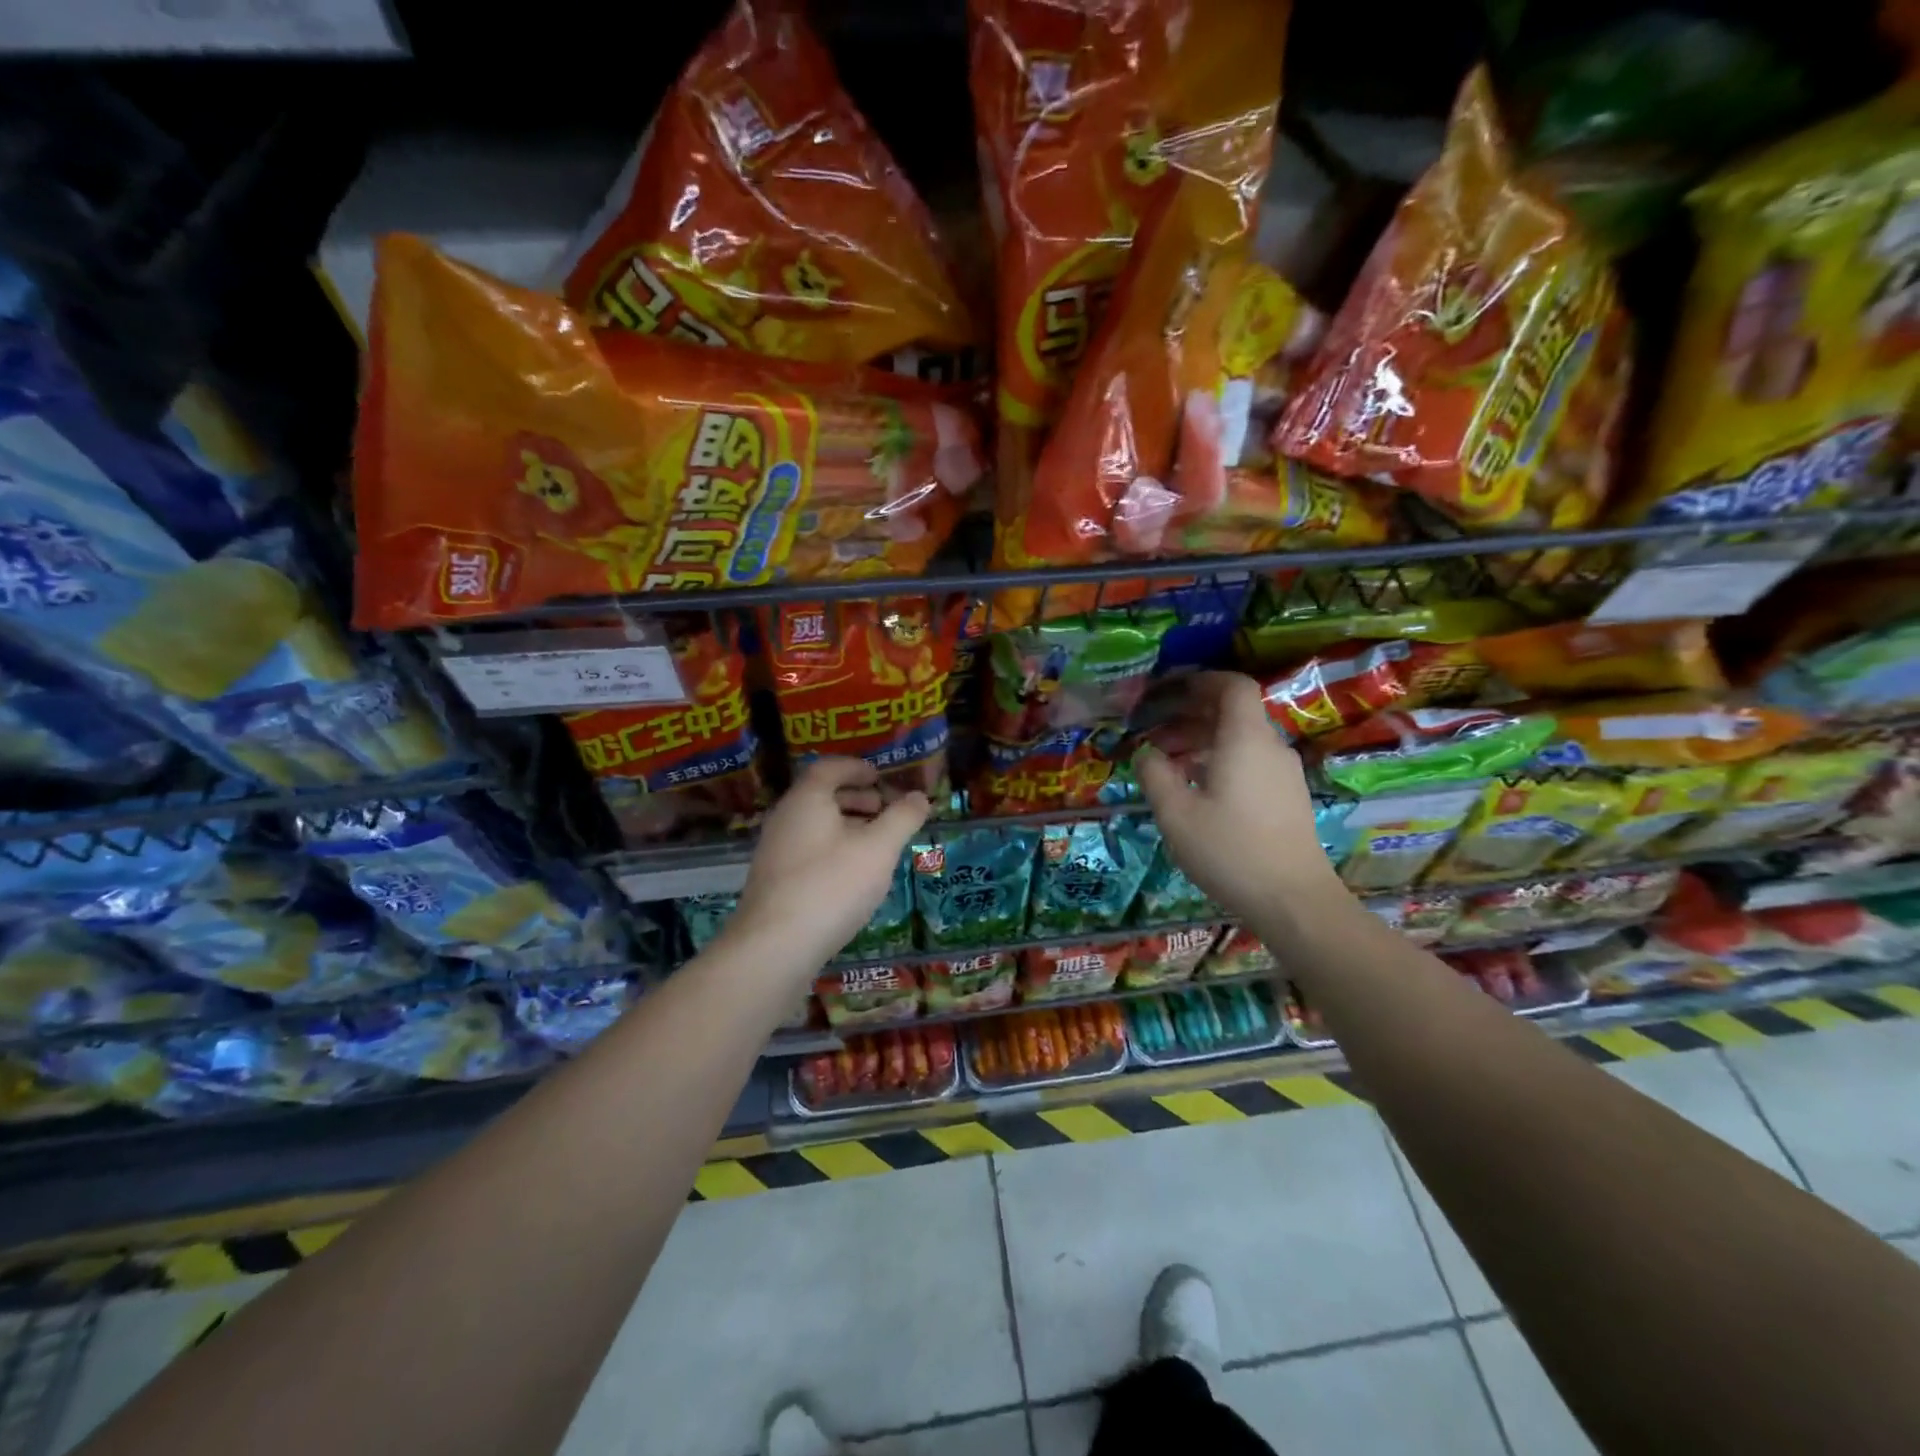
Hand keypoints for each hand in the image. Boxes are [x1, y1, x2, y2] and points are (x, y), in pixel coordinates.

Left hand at [732, 758, 929, 970]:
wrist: (774, 948)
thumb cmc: (831, 886)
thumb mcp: (878, 850)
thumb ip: (902, 819)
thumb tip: (921, 797)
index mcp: (806, 800)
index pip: (829, 768)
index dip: (857, 768)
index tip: (881, 777)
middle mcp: (785, 818)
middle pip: (821, 795)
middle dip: (856, 798)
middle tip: (885, 810)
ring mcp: (775, 851)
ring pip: (814, 825)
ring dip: (846, 826)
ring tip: (877, 844)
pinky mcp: (774, 881)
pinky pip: (808, 850)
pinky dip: (833, 849)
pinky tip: (853, 875)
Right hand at [1134, 671, 1343, 919]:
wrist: (1293, 900)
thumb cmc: (1229, 850)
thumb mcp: (1176, 813)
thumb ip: (1155, 774)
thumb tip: (1146, 753)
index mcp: (1245, 739)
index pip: (1233, 686)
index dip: (1202, 681)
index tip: (1170, 690)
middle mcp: (1270, 747)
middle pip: (1234, 712)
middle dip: (1191, 714)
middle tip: (1154, 731)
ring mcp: (1283, 773)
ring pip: (1240, 739)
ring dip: (1202, 741)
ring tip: (1168, 763)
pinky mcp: (1287, 797)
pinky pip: (1250, 761)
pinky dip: (1220, 760)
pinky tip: (1196, 789)